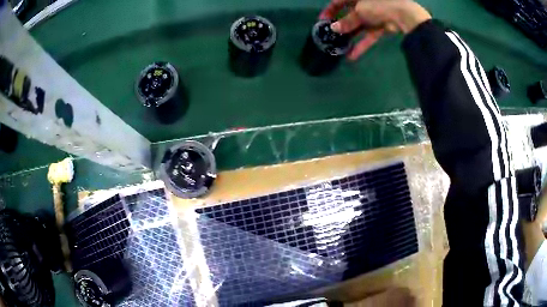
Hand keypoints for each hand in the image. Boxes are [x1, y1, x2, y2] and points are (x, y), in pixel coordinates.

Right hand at [319, 0, 431, 59]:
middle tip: (330, 36)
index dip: (330, 10)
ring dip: (350, 37)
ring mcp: (373, 15)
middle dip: (340, 26)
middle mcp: (364, 3)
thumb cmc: (378, 5)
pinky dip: (362, 45)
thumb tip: (334, 29)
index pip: (338, 1)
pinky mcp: (381, 26)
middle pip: (348, 14)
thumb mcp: (359, 12)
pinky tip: (352, 56)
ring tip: (340, 48)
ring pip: (358, 26)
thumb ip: (346, 21)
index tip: (322, 21)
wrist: (403, 14)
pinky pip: (369, 35)